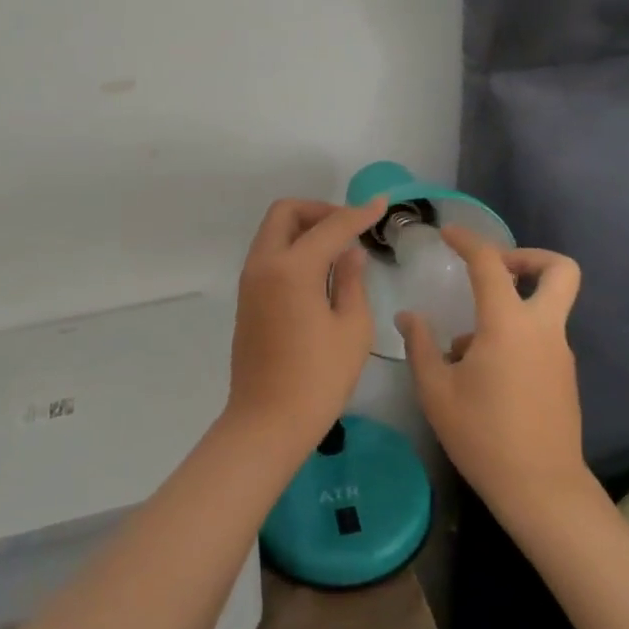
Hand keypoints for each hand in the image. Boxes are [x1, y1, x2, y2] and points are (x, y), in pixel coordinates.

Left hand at [225, 197, 386, 449]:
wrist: (266, 423)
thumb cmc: (318, 380)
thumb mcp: (351, 329)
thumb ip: (351, 281)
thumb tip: (350, 252)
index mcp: (292, 268)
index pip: (330, 226)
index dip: (358, 213)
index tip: (381, 204)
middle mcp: (264, 264)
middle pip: (286, 213)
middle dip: (320, 210)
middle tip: (349, 227)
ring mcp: (250, 281)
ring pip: (274, 231)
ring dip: (304, 228)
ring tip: (338, 248)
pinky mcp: (247, 298)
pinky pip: (269, 253)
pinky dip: (292, 247)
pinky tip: (319, 270)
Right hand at [397, 227, 586, 518]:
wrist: (542, 491)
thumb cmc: (484, 437)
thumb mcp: (436, 391)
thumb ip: (420, 346)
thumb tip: (408, 317)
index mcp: (508, 324)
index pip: (490, 263)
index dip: (468, 241)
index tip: (448, 235)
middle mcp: (542, 328)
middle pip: (560, 269)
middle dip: (529, 257)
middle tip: (495, 269)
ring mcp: (560, 352)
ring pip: (549, 304)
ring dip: (515, 302)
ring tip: (468, 343)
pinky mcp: (564, 375)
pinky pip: (542, 335)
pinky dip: (517, 333)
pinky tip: (484, 370)